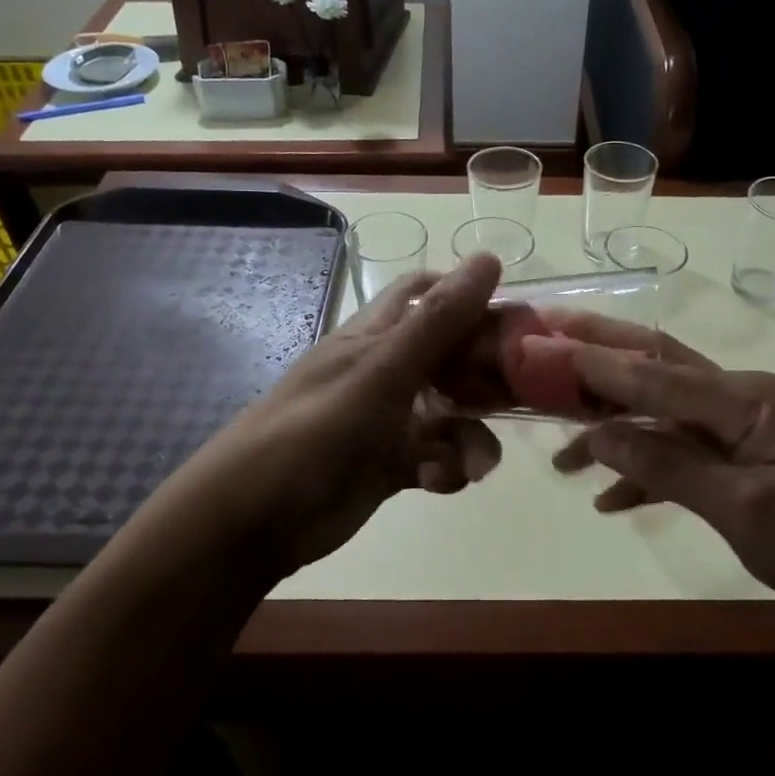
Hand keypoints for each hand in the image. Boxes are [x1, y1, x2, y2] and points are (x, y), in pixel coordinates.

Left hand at [187, 255, 505, 578]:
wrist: (256, 518)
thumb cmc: (319, 428)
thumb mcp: (384, 369)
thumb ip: (439, 319)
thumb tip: (489, 257)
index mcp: (379, 334)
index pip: (432, 297)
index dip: (473, 301)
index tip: (518, 325)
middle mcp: (388, 370)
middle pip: (453, 358)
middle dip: (485, 379)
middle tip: (518, 400)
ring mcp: (390, 418)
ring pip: (452, 414)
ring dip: (472, 437)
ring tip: (474, 467)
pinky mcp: (392, 463)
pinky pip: (438, 456)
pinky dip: (448, 468)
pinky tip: (440, 483)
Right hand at [549, 314, 774, 626]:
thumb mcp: (747, 510)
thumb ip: (669, 468)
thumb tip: (599, 437)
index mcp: (743, 399)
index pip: (652, 375)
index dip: (591, 364)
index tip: (539, 347)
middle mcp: (739, 399)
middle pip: (655, 368)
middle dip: (598, 355)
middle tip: (544, 340)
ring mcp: (744, 429)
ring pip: (661, 413)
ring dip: (612, 426)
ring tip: (558, 448)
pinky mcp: (746, 461)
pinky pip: (683, 453)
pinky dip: (645, 469)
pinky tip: (609, 497)